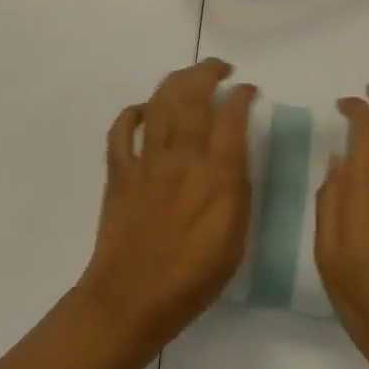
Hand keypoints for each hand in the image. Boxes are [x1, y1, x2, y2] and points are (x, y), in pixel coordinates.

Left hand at [77, 59, 255, 356]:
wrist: (131, 300)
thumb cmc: (192, 279)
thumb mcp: (235, 240)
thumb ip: (239, 192)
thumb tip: (237, 158)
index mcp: (215, 174)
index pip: (231, 116)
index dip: (242, 95)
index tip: (249, 90)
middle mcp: (181, 156)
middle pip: (192, 96)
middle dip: (208, 72)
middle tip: (220, 68)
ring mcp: (146, 160)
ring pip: (159, 103)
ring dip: (175, 81)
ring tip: (189, 76)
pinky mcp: (119, 171)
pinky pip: (121, 130)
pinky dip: (132, 113)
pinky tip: (144, 109)